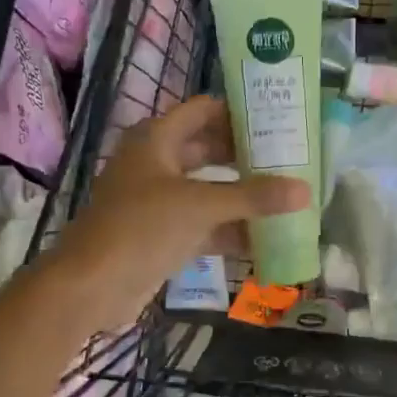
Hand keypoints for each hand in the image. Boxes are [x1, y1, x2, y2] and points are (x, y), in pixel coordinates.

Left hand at [46, 96, 309, 332]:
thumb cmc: (141, 229)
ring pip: (208, 190)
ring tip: (288, 197)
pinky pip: (203, 224)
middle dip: (247, 156)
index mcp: (156, 139)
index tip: (280, 117)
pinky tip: (266, 239)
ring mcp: (158, 201)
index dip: (239, 111)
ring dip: (242, 196)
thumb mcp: (200, 206)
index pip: (204, 110)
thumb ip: (253, 197)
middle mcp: (157, 163)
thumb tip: (305, 191)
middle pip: (209, 150)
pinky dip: (230, 230)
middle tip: (292, 159)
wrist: (91, 286)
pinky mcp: (162, 234)